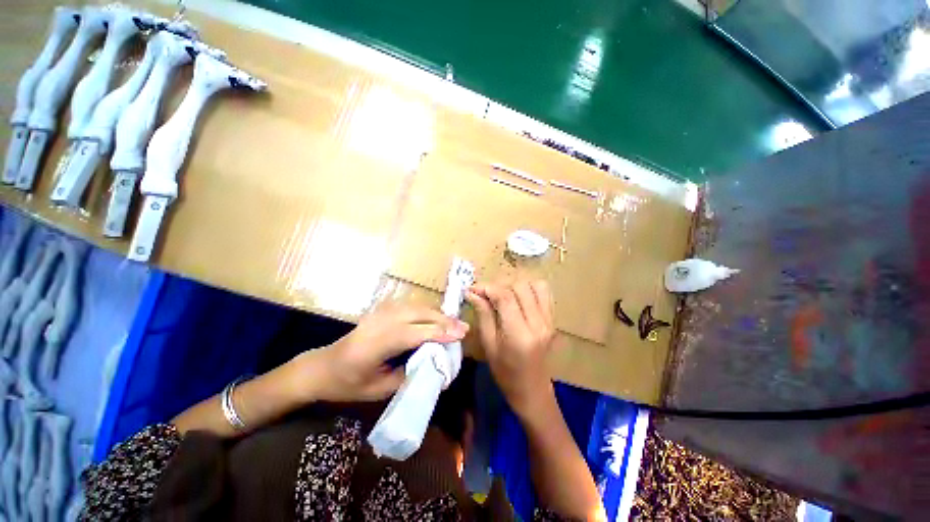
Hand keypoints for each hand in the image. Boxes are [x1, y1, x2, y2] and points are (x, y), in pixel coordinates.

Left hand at [290, 304, 468, 402]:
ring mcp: (379, 312)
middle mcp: (379, 322)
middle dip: (444, 320)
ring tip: (454, 323)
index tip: (461, 334)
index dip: (439, 332)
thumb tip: (434, 364)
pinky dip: (427, 311)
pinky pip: (410, 306)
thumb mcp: (378, 390)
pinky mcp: (381, 310)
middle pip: (418, 314)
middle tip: (464, 327)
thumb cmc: (348, 384)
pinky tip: (435, 318)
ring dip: (437, 314)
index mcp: (375, 345)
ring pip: (416, 307)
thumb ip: (408, 375)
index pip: (414, 333)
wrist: (322, 366)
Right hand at [466, 279, 556, 416]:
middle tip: (487, 295)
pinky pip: (544, 292)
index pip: (505, 297)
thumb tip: (472, 292)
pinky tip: (519, 297)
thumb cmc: (505, 372)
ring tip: (503, 295)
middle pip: (520, 287)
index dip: (487, 287)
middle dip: (499, 286)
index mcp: (519, 335)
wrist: (532, 389)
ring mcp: (549, 320)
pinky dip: (530, 288)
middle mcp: (538, 323)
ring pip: (534, 284)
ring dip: (516, 285)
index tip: (473, 288)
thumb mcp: (488, 345)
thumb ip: (483, 315)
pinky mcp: (553, 319)